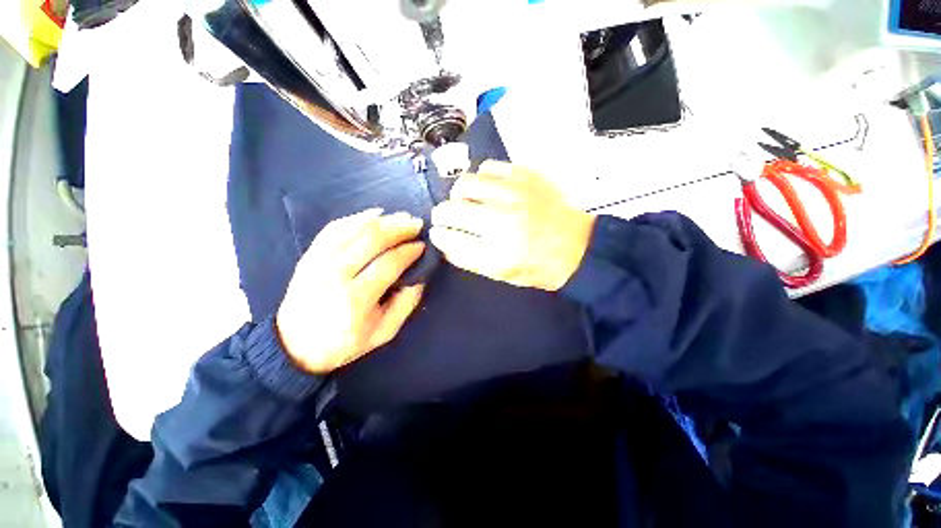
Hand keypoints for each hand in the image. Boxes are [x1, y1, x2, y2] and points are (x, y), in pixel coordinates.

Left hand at [276, 209, 425, 373]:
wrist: (294, 346)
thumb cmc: (343, 343)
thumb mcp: (383, 333)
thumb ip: (406, 305)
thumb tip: (419, 277)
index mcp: (356, 298)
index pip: (389, 264)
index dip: (409, 251)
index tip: (422, 246)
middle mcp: (335, 274)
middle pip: (371, 239)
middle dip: (399, 228)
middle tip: (416, 224)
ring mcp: (318, 262)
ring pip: (354, 229)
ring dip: (382, 220)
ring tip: (401, 217)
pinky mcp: (309, 256)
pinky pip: (334, 228)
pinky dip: (356, 218)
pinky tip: (373, 214)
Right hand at [430, 161, 595, 290]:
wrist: (577, 246)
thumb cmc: (536, 266)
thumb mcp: (499, 273)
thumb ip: (466, 257)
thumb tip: (442, 238)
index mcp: (495, 252)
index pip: (447, 236)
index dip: (439, 234)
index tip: (441, 233)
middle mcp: (501, 220)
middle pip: (450, 208)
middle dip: (442, 214)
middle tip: (451, 218)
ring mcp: (513, 194)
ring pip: (464, 183)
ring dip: (460, 194)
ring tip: (470, 201)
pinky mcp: (525, 176)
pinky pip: (488, 166)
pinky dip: (482, 177)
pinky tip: (489, 188)